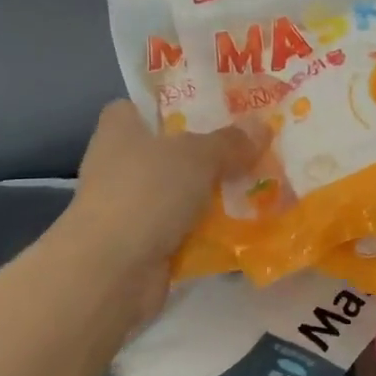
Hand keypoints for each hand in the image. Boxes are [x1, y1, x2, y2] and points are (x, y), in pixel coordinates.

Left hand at [58, 102, 260, 322]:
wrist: (112, 272)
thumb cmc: (146, 194)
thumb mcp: (197, 156)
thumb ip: (230, 141)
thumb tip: (261, 126)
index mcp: (120, 131)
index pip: (138, 107)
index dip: (170, 104)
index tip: (209, 107)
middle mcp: (121, 166)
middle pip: (170, 151)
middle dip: (208, 151)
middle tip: (253, 144)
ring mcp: (133, 208)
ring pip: (183, 192)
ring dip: (215, 193)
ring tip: (263, 183)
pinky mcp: (146, 244)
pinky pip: (188, 229)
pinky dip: (212, 229)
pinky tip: (249, 224)